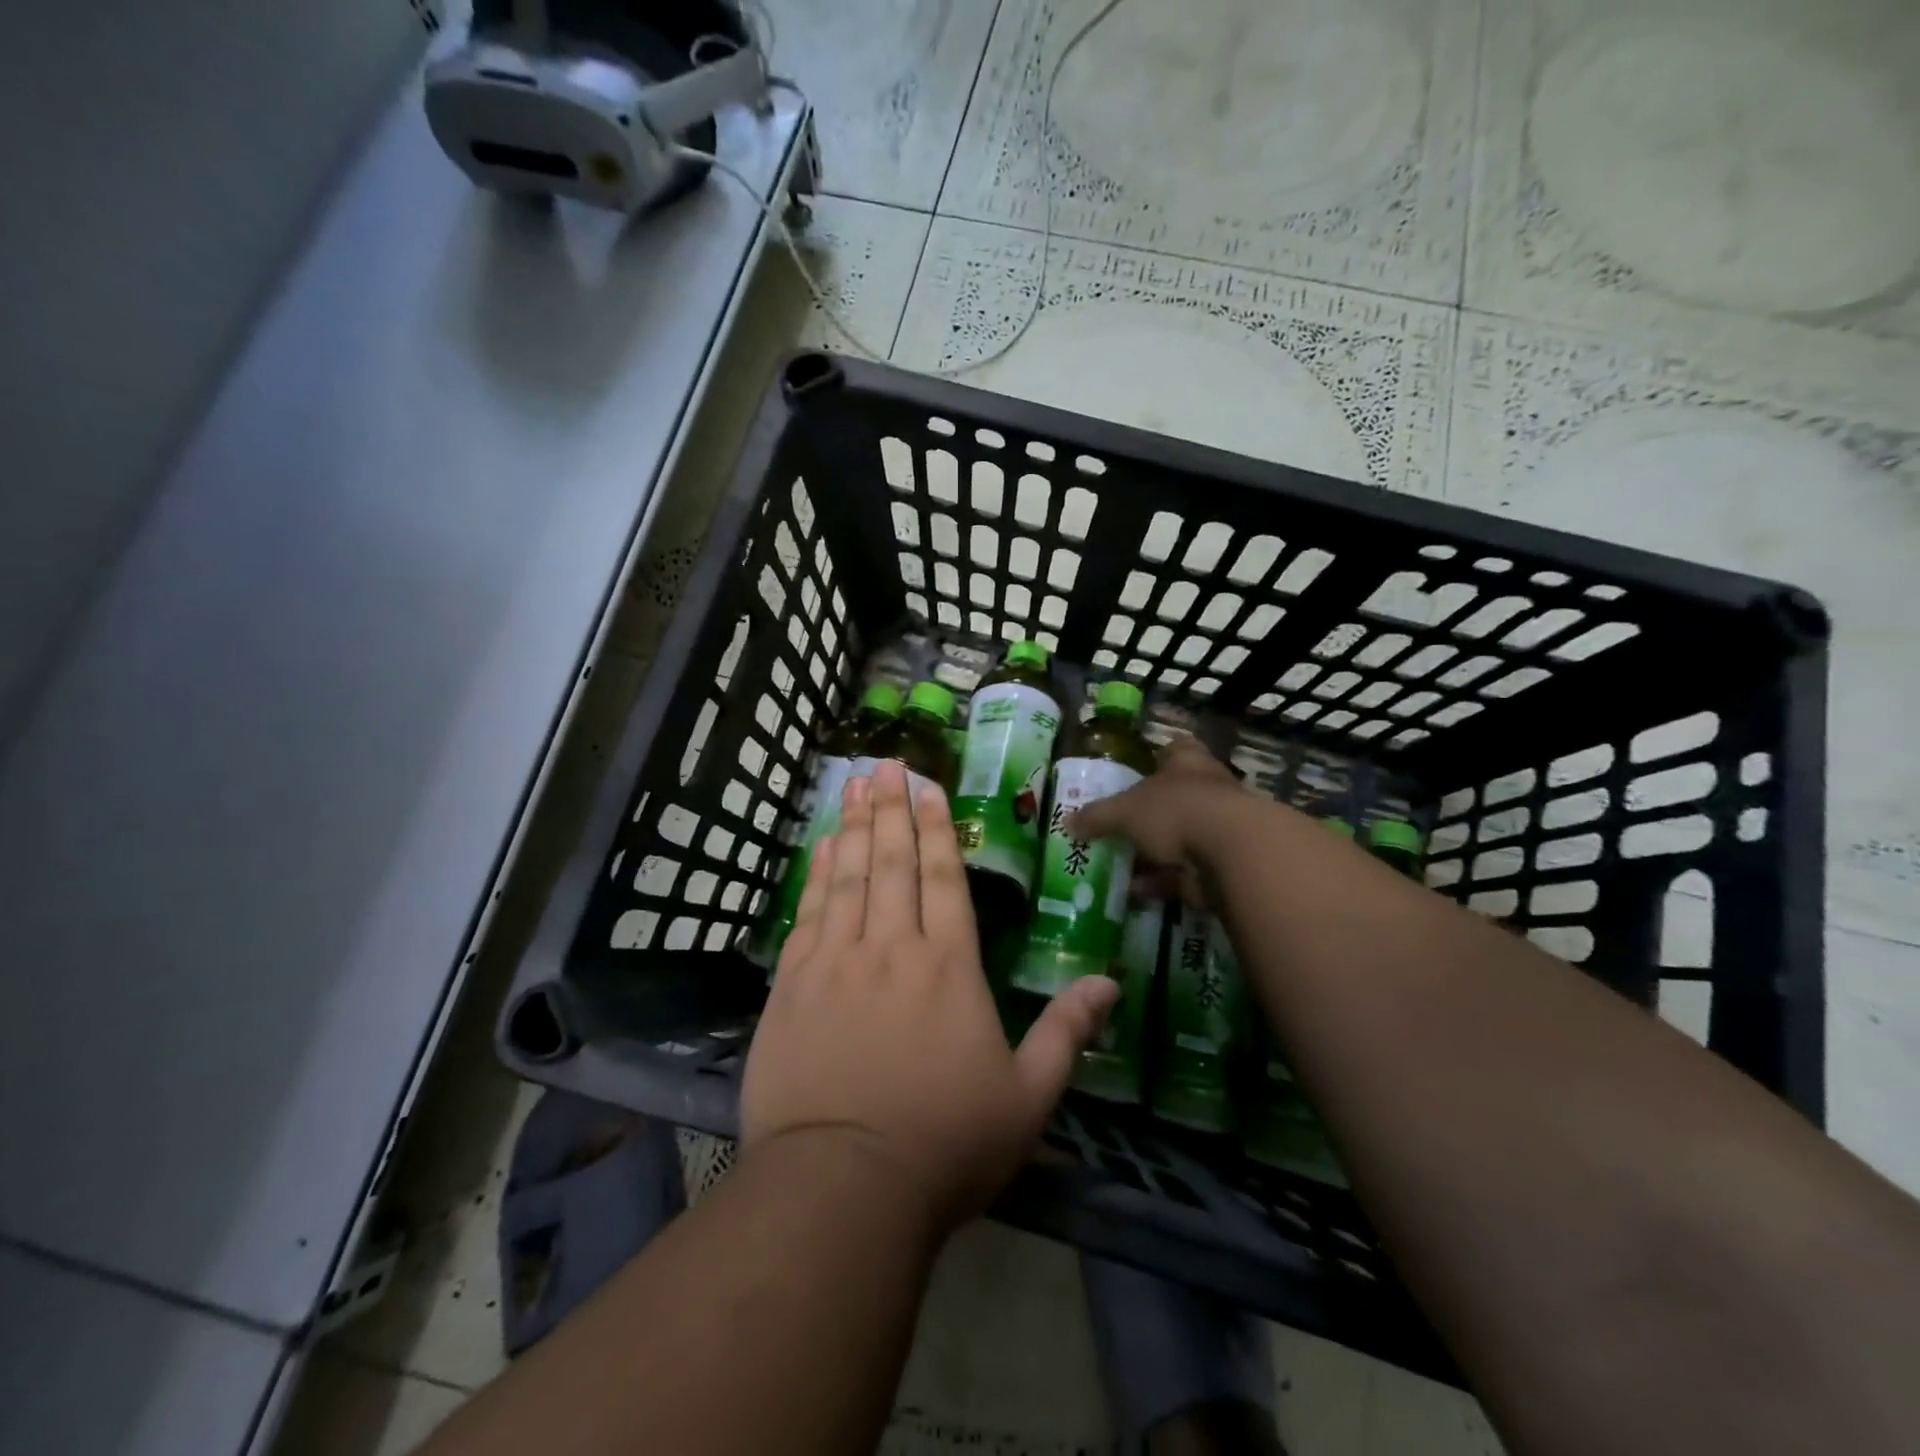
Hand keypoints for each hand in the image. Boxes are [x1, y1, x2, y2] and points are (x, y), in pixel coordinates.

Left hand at [742, 760, 1119, 1231]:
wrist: (842, 1187)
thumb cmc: (945, 1144)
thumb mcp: (1028, 1097)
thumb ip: (1067, 1032)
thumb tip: (1110, 982)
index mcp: (949, 966)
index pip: (943, 878)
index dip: (936, 828)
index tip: (927, 788)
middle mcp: (892, 949)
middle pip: (892, 863)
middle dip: (890, 809)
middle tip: (883, 765)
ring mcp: (836, 963)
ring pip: (848, 878)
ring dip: (853, 827)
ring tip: (853, 786)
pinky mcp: (792, 987)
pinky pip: (808, 915)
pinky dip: (816, 876)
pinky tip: (820, 849)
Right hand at [1069, 734, 1244, 905]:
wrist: (1233, 854)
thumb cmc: (1176, 811)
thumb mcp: (1125, 811)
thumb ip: (1097, 816)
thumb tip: (1067, 822)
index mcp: (1187, 762)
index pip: (1174, 749)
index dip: (1157, 757)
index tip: (1136, 772)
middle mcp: (1208, 789)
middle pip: (1175, 796)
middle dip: (1148, 814)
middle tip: (1117, 826)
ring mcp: (1219, 828)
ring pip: (1180, 837)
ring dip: (1153, 853)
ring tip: (1119, 865)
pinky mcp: (1223, 864)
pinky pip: (1185, 871)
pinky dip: (1162, 881)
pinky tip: (1135, 892)